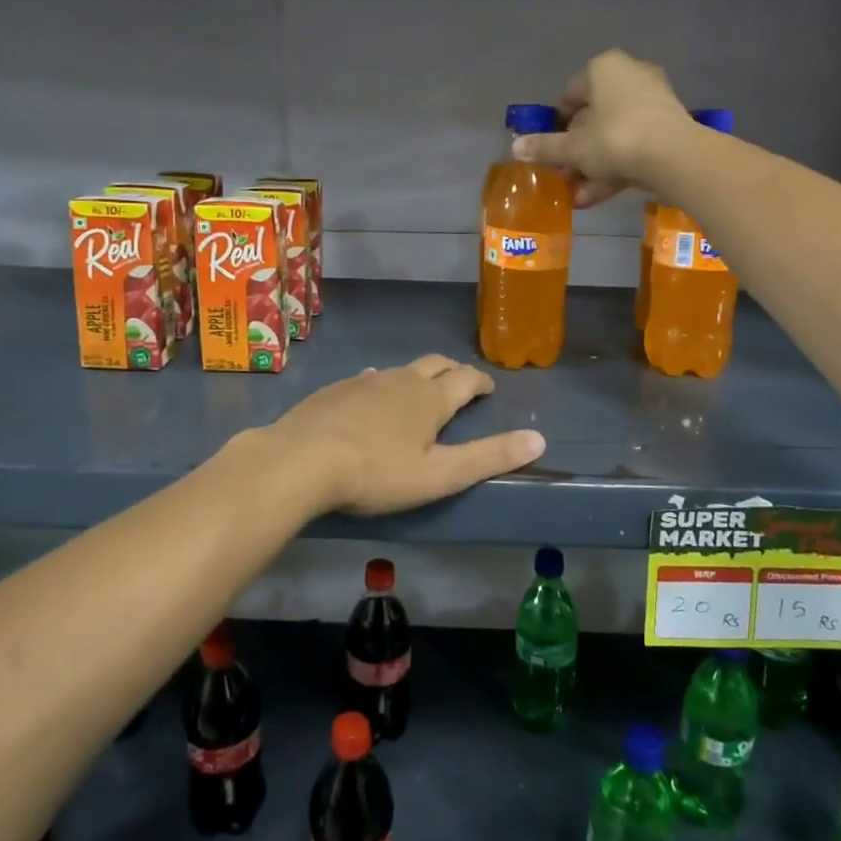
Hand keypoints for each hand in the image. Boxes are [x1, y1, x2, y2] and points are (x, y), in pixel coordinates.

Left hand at [268, 356, 545, 516]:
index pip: (465, 379)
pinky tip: (371, 393)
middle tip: (461, 382)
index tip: (489, 388)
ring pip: (400, 370)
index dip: (481, 382)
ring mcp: (365, 381)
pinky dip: (382, 384)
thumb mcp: (439, 475)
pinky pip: (368, 378)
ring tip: (420, 391)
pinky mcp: (336, 390)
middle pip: (435, 365)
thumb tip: (539, 438)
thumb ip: (488, 457)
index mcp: (430, 398)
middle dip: (453, 371)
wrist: (301, 460)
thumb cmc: (376, 473)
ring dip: (417, 377)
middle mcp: (401, 380)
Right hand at [512, 49, 695, 206]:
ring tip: (576, 196)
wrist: (675, 157)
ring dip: (593, 166)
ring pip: (613, 136)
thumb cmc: (615, 139)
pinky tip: (595, 197)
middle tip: (562, 175)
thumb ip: (544, 148)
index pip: (570, 94)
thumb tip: (515, 147)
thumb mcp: (573, 148)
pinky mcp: (668, 128)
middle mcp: (629, 76)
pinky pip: (633, 147)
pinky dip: (615, 169)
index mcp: (603, 69)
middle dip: (576, 150)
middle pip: (593, 117)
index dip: (556, 124)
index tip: (549, 149)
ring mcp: (653, 102)